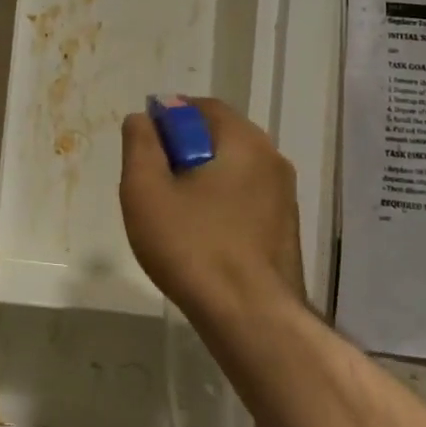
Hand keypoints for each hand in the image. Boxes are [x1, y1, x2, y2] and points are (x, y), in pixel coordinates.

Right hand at [119, 98, 303, 322]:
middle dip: (181, 152)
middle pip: (217, 137)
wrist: (251, 319)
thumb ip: (140, 144)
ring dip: (200, 180)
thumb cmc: (193, 246)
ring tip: (173, 214)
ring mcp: (284, 197)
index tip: (143, 148)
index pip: (200, 107)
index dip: (166, 119)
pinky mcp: (285, 230)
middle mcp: (271, 159)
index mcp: (244, 140)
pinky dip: (219, 205)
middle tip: (153, 183)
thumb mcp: (146, 189)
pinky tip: (200, 237)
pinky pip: (244, 199)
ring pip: (231, 170)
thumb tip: (143, 119)